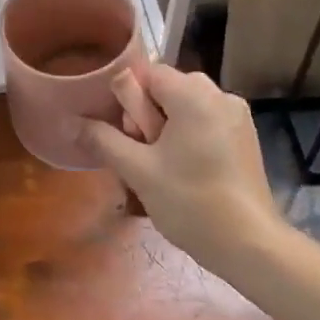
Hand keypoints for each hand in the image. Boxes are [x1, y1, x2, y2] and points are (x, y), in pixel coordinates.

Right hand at [80, 65, 282, 274]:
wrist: (251, 246)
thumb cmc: (191, 202)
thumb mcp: (137, 170)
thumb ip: (102, 138)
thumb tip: (69, 121)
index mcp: (194, 93)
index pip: (146, 73)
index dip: (129, 102)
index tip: (131, 138)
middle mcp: (219, 94)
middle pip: (164, 89)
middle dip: (146, 118)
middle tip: (145, 159)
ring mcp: (236, 116)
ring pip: (183, 107)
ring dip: (165, 130)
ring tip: (163, 170)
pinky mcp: (244, 137)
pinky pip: (203, 122)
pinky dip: (187, 139)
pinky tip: (185, 174)